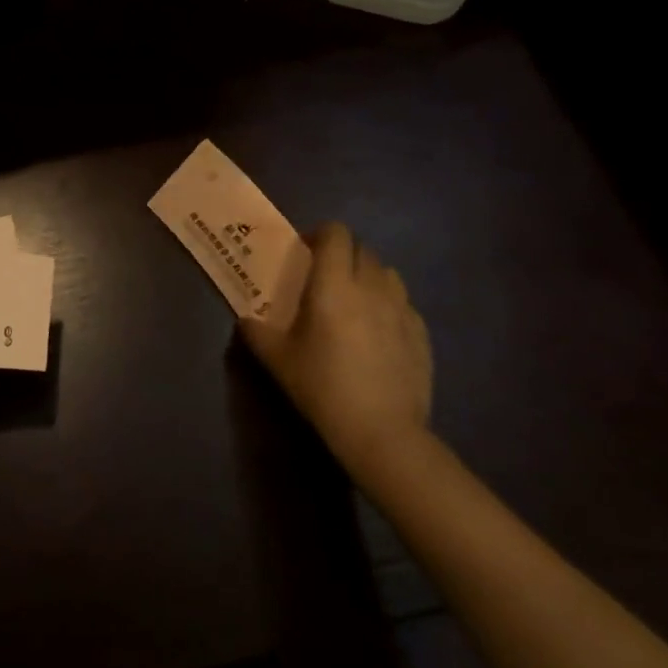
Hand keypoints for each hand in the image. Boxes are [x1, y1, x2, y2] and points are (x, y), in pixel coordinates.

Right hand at [240, 222, 432, 483]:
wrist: (383, 434)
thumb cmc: (323, 387)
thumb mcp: (278, 360)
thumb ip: (257, 332)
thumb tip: (245, 319)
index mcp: (334, 284)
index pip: (335, 233)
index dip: (320, 234)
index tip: (305, 250)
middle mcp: (372, 287)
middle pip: (362, 249)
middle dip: (343, 254)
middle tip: (324, 277)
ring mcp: (402, 310)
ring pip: (388, 273)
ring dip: (369, 276)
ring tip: (355, 300)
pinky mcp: (422, 335)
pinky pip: (404, 304)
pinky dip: (389, 305)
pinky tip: (378, 332)